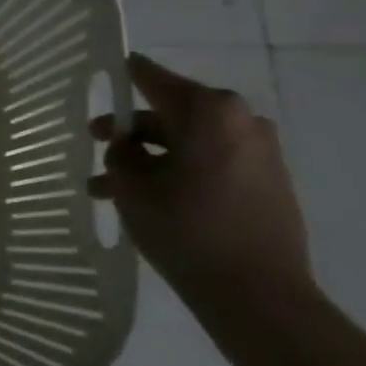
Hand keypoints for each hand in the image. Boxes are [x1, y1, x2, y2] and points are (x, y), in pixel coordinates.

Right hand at [88, 53, 319, 327]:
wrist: (258, 294)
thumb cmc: (186, 229)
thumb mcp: (132, 187)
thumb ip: (121, 154)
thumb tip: (126, 145)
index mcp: (208, 111)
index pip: (152, 78)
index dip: (124, 75)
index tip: (105, 71)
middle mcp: (240, 120)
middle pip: (170, 113)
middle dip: (130, 132)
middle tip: (96, 146)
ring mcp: (259, 151)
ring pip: (188, 143)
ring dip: (150, 159)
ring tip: (109, 190)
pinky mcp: (268, 181)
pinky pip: (211, 162)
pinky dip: (179, 172)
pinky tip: (148, 201)